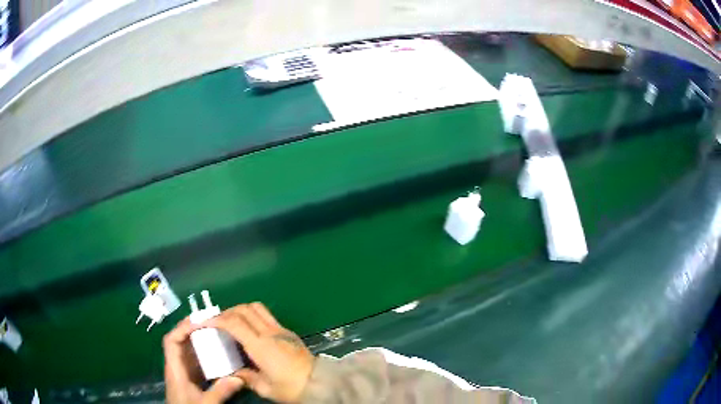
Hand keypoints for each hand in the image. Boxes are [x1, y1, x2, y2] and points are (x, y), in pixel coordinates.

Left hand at [163, 318, 244, 403]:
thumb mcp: (205, 403)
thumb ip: (219, 391)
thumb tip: (239, 378)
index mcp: (175, 369)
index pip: (171, 341)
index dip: (182, 328)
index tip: (199, 322)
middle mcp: (177, 366)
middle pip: (179, 341)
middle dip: (192, 329)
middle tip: (210, 321)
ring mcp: (183, 372)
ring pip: (188, 350)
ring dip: (199, 339)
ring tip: (215, 332)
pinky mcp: (190, 378)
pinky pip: (195, 360)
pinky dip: (204, 352)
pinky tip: (217, 352)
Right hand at [204, 303, 314, 402]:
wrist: (320, 383)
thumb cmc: (291, 388)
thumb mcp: (265, 388)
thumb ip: (246, 377)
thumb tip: (234, 371)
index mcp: (261, 346)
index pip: (235, 322)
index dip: (217, 319)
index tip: (205, 322)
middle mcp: (270, 332)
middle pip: (244, 309)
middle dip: (227, 312)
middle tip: (217, 322)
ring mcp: (281, 330)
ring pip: (257, 308)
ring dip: (241, 310)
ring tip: (232, 323)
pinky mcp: (288, 332)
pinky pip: (267, 316)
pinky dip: (253, 316)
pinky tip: (249, 330)